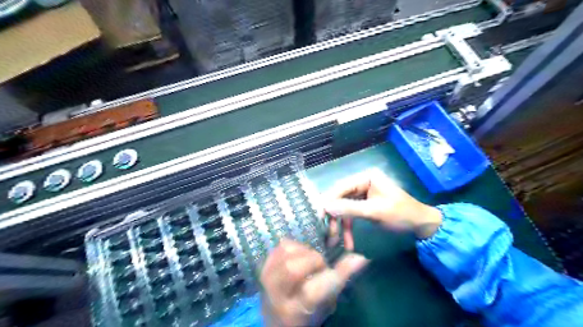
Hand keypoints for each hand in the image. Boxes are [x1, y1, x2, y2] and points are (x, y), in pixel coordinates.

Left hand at [261, 239, 365, 325]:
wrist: (277, 320)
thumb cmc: (308, 315)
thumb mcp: (326, 304)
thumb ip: (339, 280)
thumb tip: (360, 258)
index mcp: (295, 311)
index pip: (314, 291)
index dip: (336, 274)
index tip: (357, 258)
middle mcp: (276, 296)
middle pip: (293, 269)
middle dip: (314, 261)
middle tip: (320, 266)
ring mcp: (266, 279)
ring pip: (286, 253)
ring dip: (304, 253)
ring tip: (309, 262)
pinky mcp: (263, 266)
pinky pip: (280, 246)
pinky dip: (294, 247)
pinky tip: (299, 256)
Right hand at [324, 169, 442, 246]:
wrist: (422, 226)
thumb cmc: (402, 214)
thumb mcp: (375, 211)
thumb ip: (350, 208)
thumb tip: (325, 207)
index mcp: (366, 177)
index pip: (340, 188)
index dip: (328, 201)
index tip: (318, 216)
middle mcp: (361, 183)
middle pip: (340, 199)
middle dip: (334, 217)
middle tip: (327, 233)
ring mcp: (362, 194)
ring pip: (343, 209)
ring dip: (339, 225)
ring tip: (335, 241)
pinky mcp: (364, 205)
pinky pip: (350, 215)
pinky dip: (347, 228)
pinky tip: (347, 242)